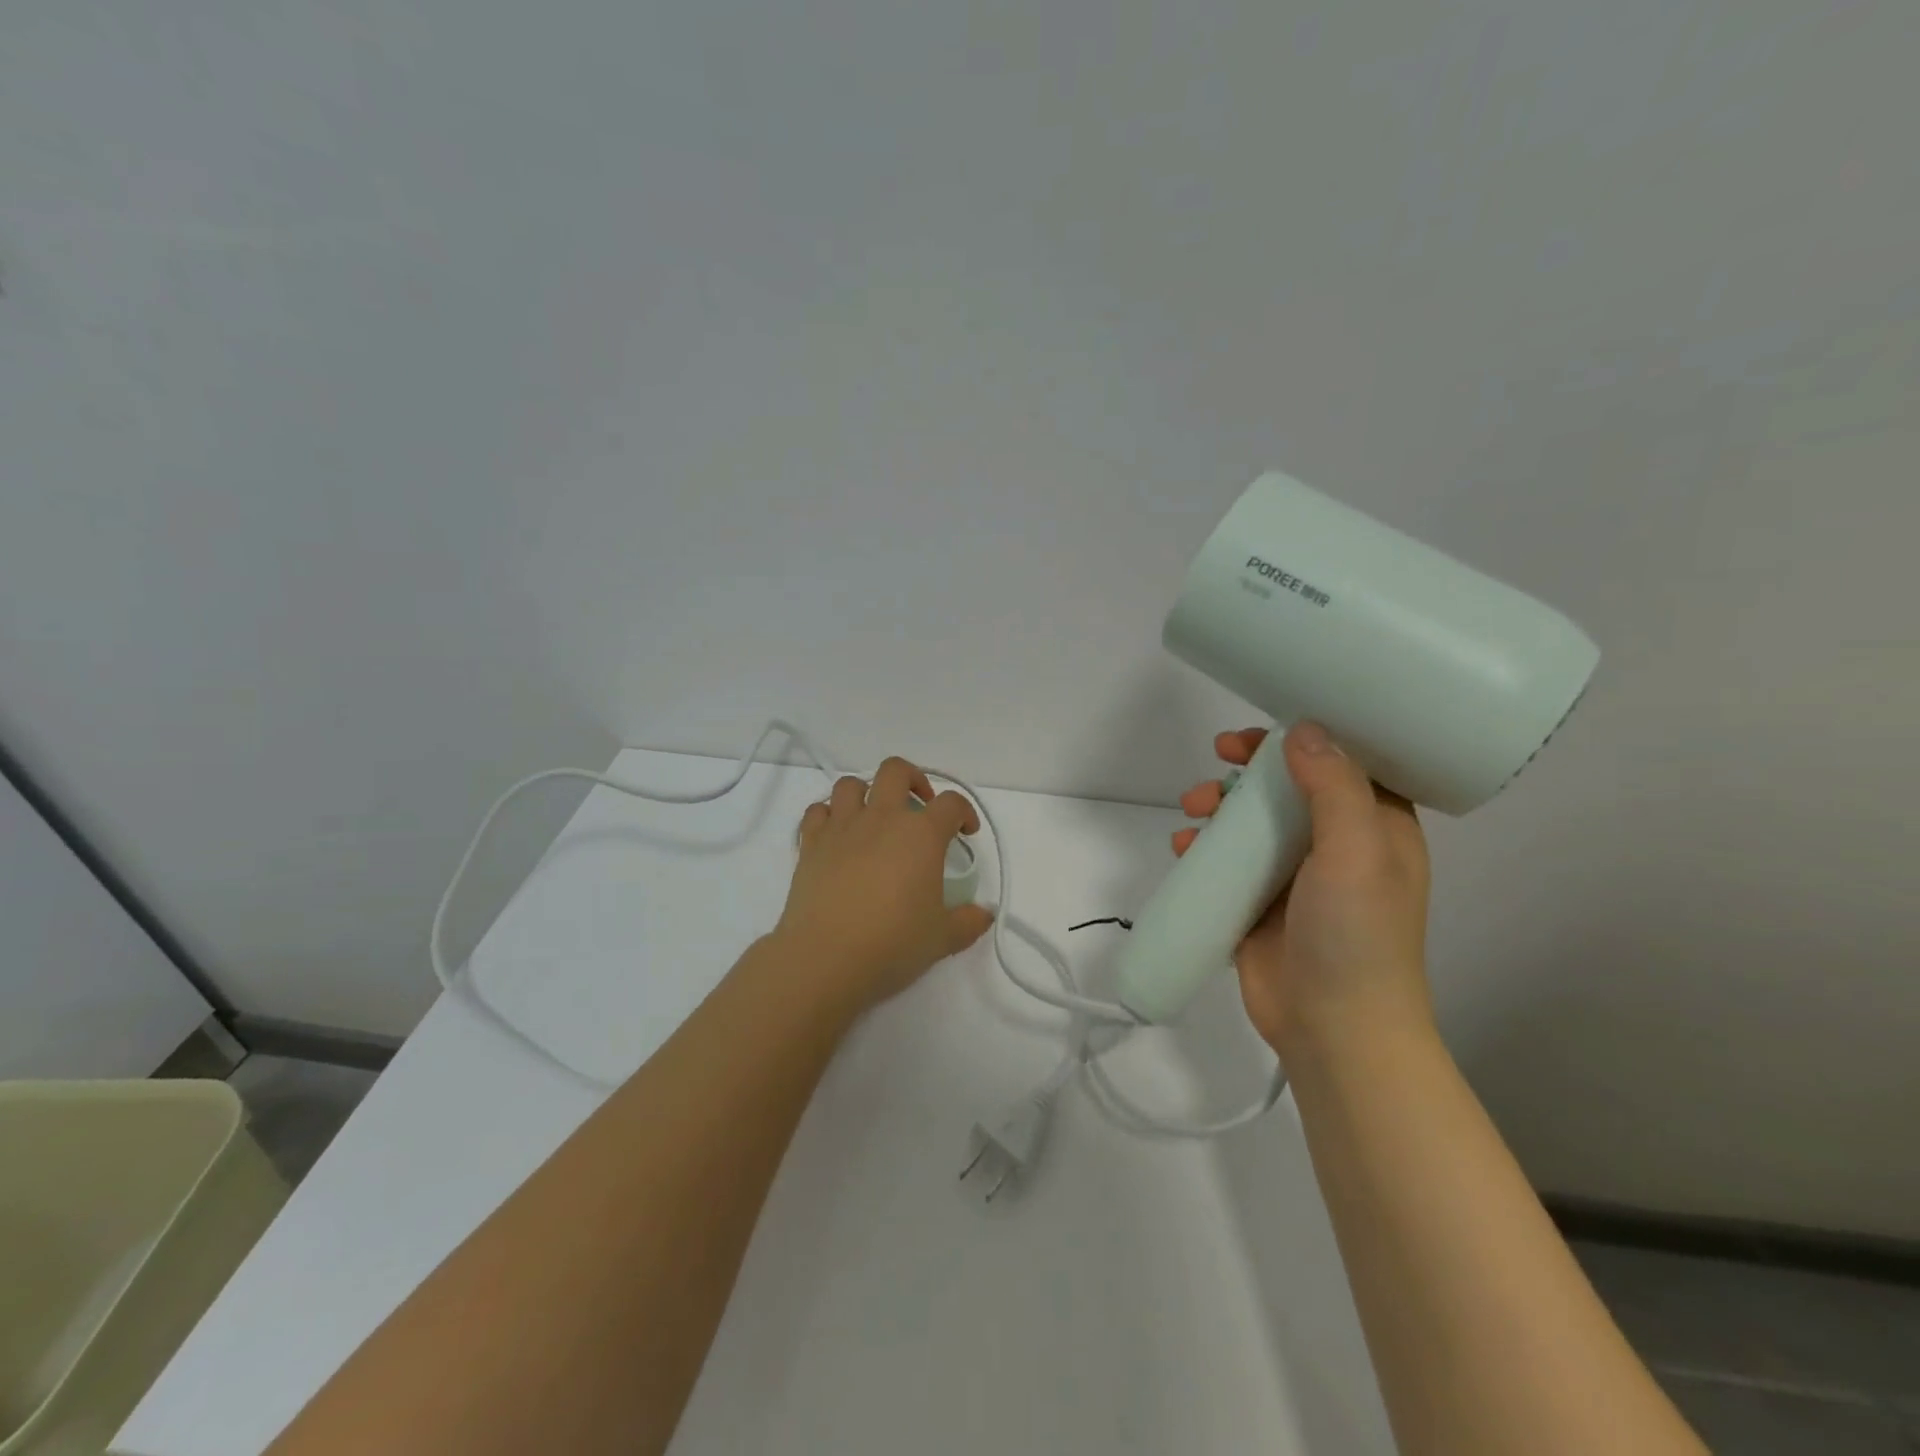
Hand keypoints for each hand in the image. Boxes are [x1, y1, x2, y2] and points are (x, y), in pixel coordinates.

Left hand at [773, 756, 994, 1015]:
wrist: (825, 958)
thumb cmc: (892, 944)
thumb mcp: (942, 939)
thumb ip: (969, 922)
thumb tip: (984, 914)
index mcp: (921, 834)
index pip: (951, 803)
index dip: (964, 812)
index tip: (966, 832)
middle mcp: (882, 819)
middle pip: (896, 771)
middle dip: (913, 779)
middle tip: (921, 806)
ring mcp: (842, 828)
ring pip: (851, 784)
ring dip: (867, 793)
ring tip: (875, 818)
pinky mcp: (811, 844)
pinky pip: (817, 812)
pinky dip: (828, 816)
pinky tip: (838, 836)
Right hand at [1175, 723, 1432, 1051]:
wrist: (1333, 1028)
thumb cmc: (1356, 934)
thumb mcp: (1357, 851)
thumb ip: (1332, 787)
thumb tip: (1302, 729)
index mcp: (1375, 828)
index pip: (1343, 763)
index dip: (1306, 737)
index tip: (1264, 730)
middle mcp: (1335, 845)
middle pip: (1288, 787)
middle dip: (1249, 769)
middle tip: (1219, 757)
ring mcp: (1293, 876)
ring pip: (1251, 821)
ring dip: (1219, 805)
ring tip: (1192, 810)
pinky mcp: (1258, 903)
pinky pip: (1226, 860)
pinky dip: (1203, 847)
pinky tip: (1184, 849)